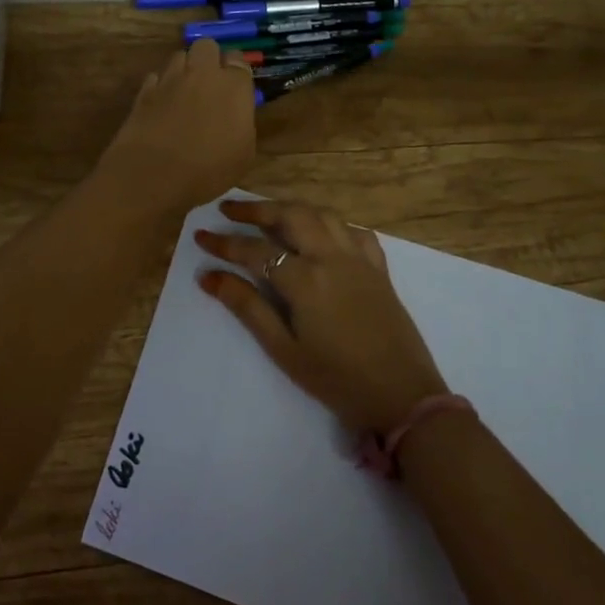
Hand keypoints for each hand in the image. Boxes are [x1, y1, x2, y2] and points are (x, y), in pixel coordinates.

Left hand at [98, 38, 257, 214]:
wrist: (154, 175)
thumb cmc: (208, 170)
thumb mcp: (243, 156)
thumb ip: (242, 125)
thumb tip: (234, 117)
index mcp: (234, 87)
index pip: (238, 60)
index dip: (236, 71)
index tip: (236, 87)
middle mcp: (202, 74)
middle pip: (206, 46)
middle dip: (209, 59)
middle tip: (210, 84)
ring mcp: (170, 79)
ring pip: (179, 57)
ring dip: (184, 69)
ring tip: (184, 92)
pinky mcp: (144, 91)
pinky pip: (156, 77)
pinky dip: (160, 86)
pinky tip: (162, 105)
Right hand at [196, 199, 448, 431]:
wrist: (403, 396)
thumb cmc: (337, 380)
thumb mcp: (284, 350)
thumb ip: (247, 308)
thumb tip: (209, 276)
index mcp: (305, 279)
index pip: (256, 251)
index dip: (225, 243)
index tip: (201, 236)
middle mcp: (332, 257)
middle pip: (291, 215)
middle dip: (256, 209)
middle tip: (229, 210)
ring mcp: (359, 259)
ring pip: (323, 215)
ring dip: (292, 208)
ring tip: (269, 214)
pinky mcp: (379, 269)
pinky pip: (354, 231)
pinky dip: (333, 225)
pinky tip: (323, 235)